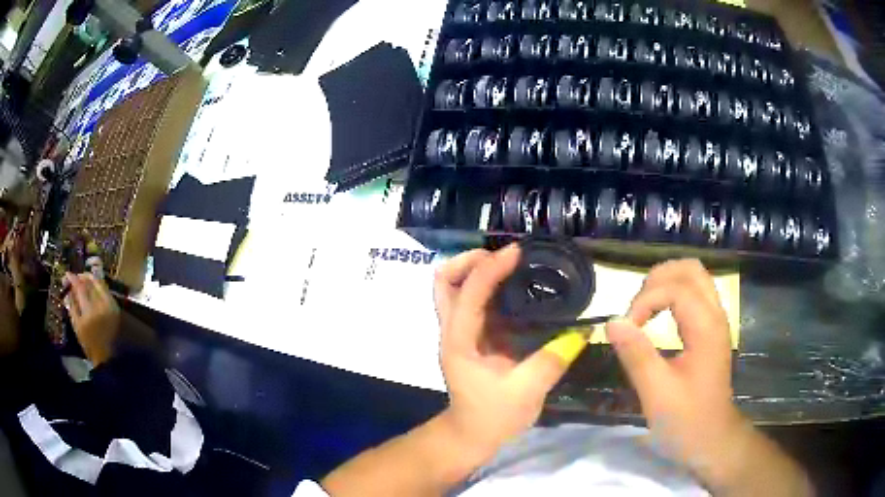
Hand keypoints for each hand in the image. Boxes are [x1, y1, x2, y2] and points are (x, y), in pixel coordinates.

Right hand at [64, 273, 119, 365]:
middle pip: (91, 281)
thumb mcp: (76, 324)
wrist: (106, 354)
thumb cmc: (88, 342)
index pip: (80, 287)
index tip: (67, 274)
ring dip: (90, 278)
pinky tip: (91, 287)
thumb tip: (69, 287)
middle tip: (75, 277)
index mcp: (90, 311)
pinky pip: (105, 289)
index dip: (73, 278)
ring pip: (99, 282)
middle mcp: (101, 305)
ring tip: (82, 280)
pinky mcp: (115, 306)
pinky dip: (97, 285)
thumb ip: (72, 304)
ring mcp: (110, 304)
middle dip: (81, 276)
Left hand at [434, 244, 587, 460]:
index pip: (468, 293)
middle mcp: (454, 331)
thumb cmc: (491, 418)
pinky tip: (518, 289)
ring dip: (478, 271)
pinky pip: (476, 303)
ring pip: (455, 289)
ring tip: (512, 264)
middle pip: (444, 282)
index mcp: (458, 342)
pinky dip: (490, 288)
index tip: (516, 252)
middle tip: (502, 256)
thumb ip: (551, 361)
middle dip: (468, 261)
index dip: (489, 269)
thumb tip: (582, 333)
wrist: (470, 437)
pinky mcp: (474, 339)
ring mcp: (461, 333)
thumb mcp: (525, 393)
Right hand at [605, 260, 747, 483]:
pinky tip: (657, 317)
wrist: (713, 440)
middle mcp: (715, 315)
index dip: (645, 300)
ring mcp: (715, 321)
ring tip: (643, 310)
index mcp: (706, 328)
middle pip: (690, 269)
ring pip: (693, 278)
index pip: (675, 288)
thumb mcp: (657, 394)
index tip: (626, 328)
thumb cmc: (687, 421)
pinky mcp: (710, 331)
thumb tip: (612, 322)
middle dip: (657, 280)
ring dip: (665, 284)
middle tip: (636, 309)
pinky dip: (672, 295)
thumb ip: (636, 355)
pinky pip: (693, 295)